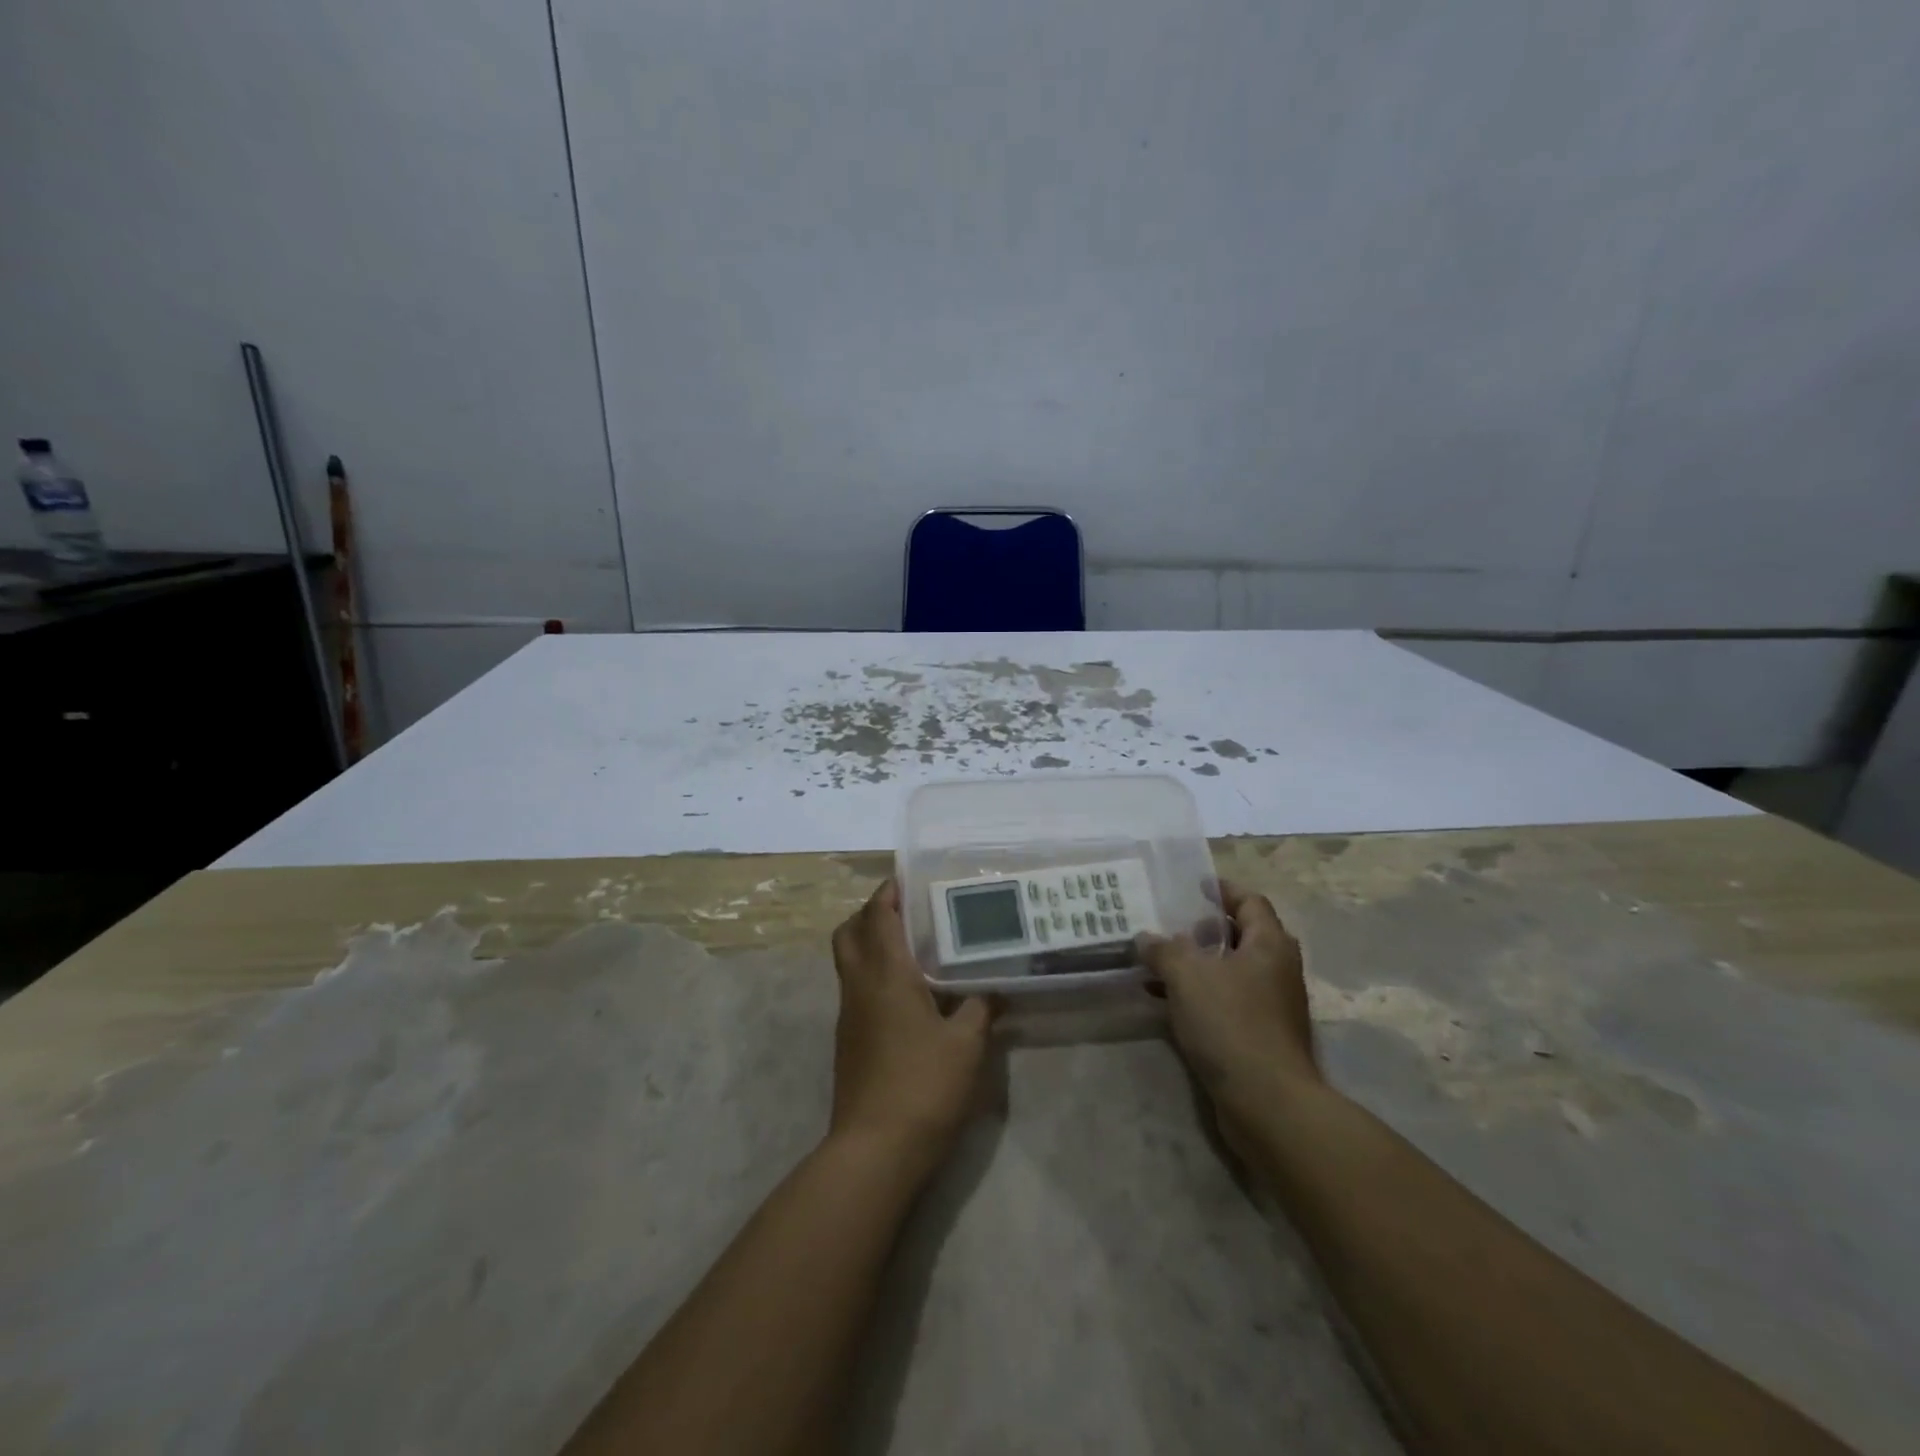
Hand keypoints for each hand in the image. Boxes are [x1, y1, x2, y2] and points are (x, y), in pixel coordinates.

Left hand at [828, 880, 996, 1170]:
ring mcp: (849, 1015)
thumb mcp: (967, 1044)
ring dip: (870, 943)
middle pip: (849, 933)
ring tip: (913, 947)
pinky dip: (874, 975)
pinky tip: (909, 993)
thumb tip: (995, 986)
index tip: (908, 878)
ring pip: (849, 962)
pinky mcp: (849, 1041)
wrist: (875, 1150)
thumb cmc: (923, 1085)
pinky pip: (856, 989)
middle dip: (871, 913)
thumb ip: (981, 1007)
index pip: (877, 916)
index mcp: (885, 974)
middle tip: (907, 911)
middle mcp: (859, 986)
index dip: (888, 892)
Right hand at [1138, 880, 1319, 1129]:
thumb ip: (1163, 949)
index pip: (1249, 901)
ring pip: (1230, 971)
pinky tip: (1164, 1002)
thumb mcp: (1187, 975)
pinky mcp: (1260, 1036)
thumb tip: (1146, 938)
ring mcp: (1272, 1005)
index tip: (1191, 886)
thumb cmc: (1231, 1023)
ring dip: (1196, 965)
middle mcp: (1277, 969)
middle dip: (1203, 929)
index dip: (1221, 890)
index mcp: (1269, 944)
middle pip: (1240, 935)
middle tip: (1169, 926)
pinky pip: (1226, 1002)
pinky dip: (1198, 995)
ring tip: (1157, 963)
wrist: (1267, 1102)